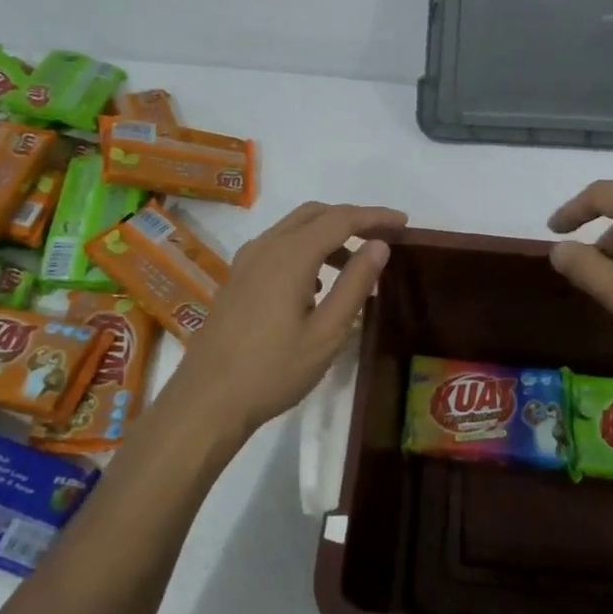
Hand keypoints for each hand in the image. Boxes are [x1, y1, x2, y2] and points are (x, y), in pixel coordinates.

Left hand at [157, 201, 406, 443]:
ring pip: (293, 229)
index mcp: (290, 256)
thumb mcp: (327, 333)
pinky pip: (277, 247)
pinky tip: (316, 285)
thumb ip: (354, 284)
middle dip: (351, 219)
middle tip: (383, 238)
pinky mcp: (237, 278)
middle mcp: (265, 247)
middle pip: (314, 214)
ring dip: (327, 235)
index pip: (341, 219)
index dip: (375, 216)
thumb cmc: (273, 370)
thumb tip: (379, 245)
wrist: (208, 400)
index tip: (404, 223)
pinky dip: (304, 249)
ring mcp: (246, 261)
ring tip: (355, 266)